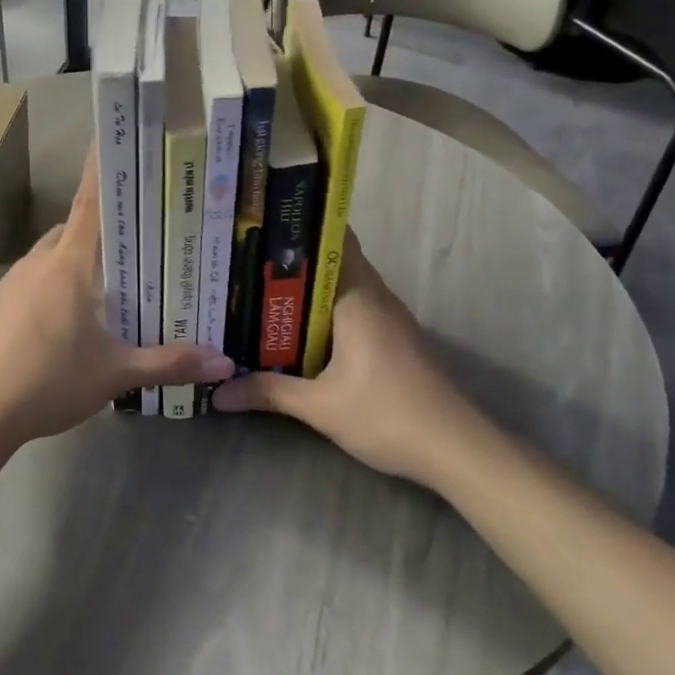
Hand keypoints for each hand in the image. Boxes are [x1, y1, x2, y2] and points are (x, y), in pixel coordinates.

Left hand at [0, 150, 233, 447]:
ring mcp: (9, 282)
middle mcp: (37, 263)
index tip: (111, 139)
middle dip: (98, 231)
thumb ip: (169, 363)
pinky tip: (58, 325)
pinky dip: (47, 288)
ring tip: (99, 292)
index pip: (90, 203)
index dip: (102, 170)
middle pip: (71, 230)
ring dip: (72, 263)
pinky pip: (28, 282)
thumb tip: (224, 361)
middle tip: (131, 247)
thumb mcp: (115, 374)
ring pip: (48, 257)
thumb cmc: (50, 381)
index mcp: (69, 265)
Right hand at [213, 232, 497, 486]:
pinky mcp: (394, 340)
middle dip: (293, 260)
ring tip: (261, 289)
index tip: (261, 224)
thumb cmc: (388, 415)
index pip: (334, 241)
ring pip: (343, 288)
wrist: (457, 449)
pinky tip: (297, 328)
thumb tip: (218, 393)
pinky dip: (324, 311)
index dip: (300, 228)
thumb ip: (269, 393)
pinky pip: (353, 309)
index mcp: (359, 298)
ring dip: (308, 288)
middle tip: (246, 259)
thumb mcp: (321, 407)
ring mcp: (389, 318)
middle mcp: (376, 298)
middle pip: (333, 262)